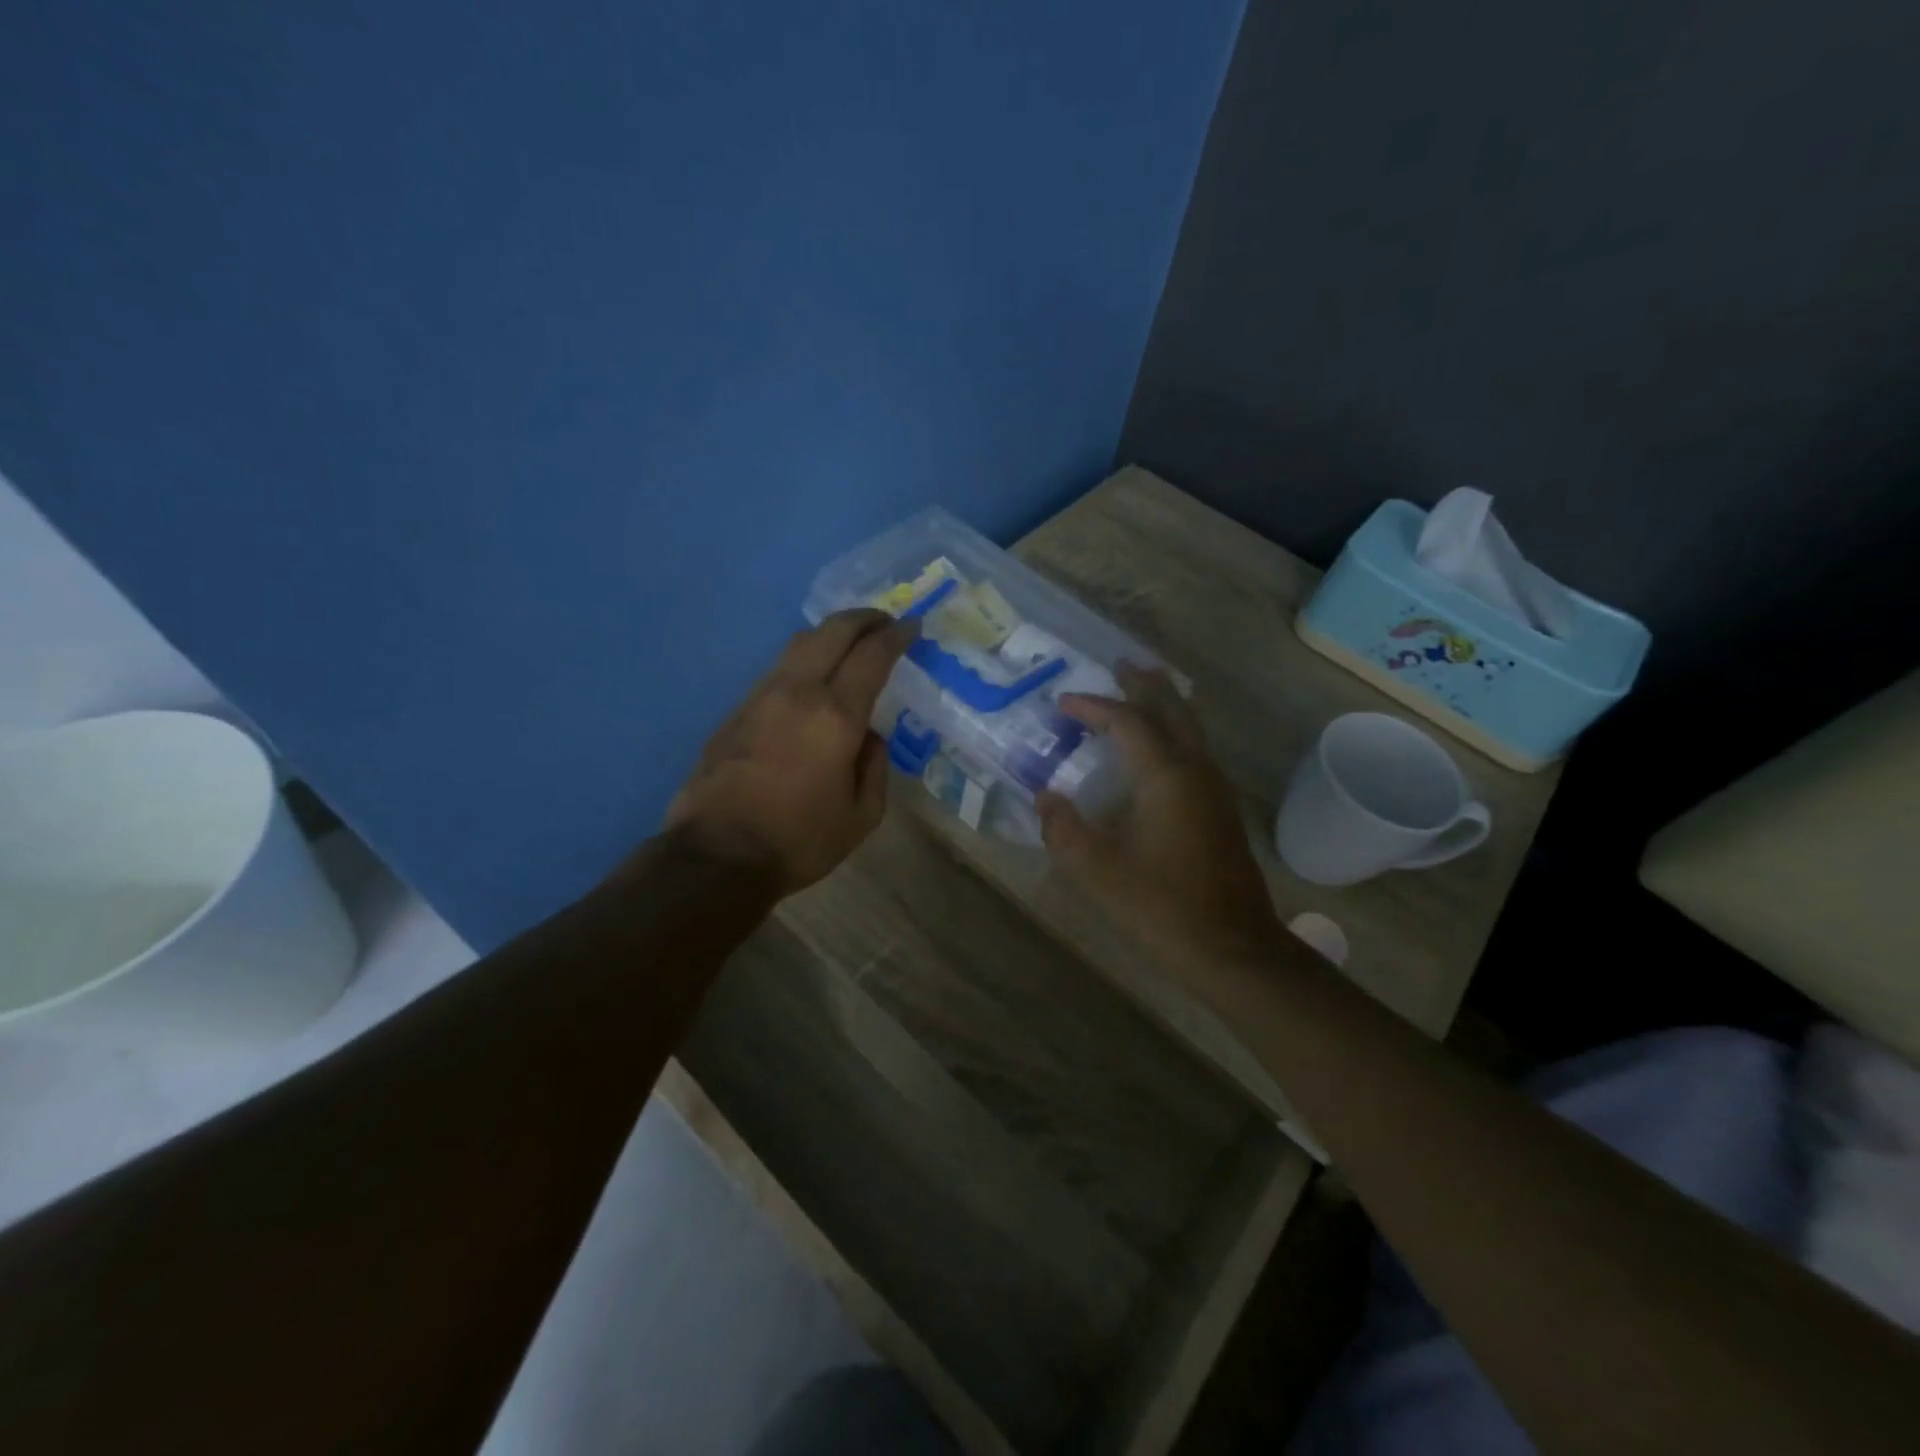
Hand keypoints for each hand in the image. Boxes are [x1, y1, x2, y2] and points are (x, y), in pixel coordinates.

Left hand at [663, 609, 916, 895]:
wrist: (716, 856)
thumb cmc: (799, 841)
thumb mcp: (861, 816)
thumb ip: (875, 767)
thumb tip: (868, 735)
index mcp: (835, 716)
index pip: (872, 656)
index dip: (897, 636)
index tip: (913, 628)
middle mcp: (797, 692)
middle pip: (832, 631)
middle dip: (864, 618)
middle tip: (885, 622)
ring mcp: (760, 696)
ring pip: (799, 644)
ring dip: (830, 635)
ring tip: (850, 645)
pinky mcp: (736, 710)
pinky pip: (778, 669)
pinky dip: (804, 660)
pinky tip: (813, 679)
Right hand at [1037, 665, 1279, 963]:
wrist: (1233, 947)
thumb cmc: (1161, 907)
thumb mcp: (1097, 871)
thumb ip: (1064, 829)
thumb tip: (1045, 797)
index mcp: (1165, 776)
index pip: (1126, 721)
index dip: (1093, 706)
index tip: (1063, 702)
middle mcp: (1196, 769)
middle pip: (1171, 708)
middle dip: (1144, 683)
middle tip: (1119, 664)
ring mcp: (1215, 788)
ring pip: (1189, 727)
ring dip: (1163, 703)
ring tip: (1139, 691)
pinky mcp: (1222, 808)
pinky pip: (1195, 749)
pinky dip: (1174, 730)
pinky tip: (1159, 748)